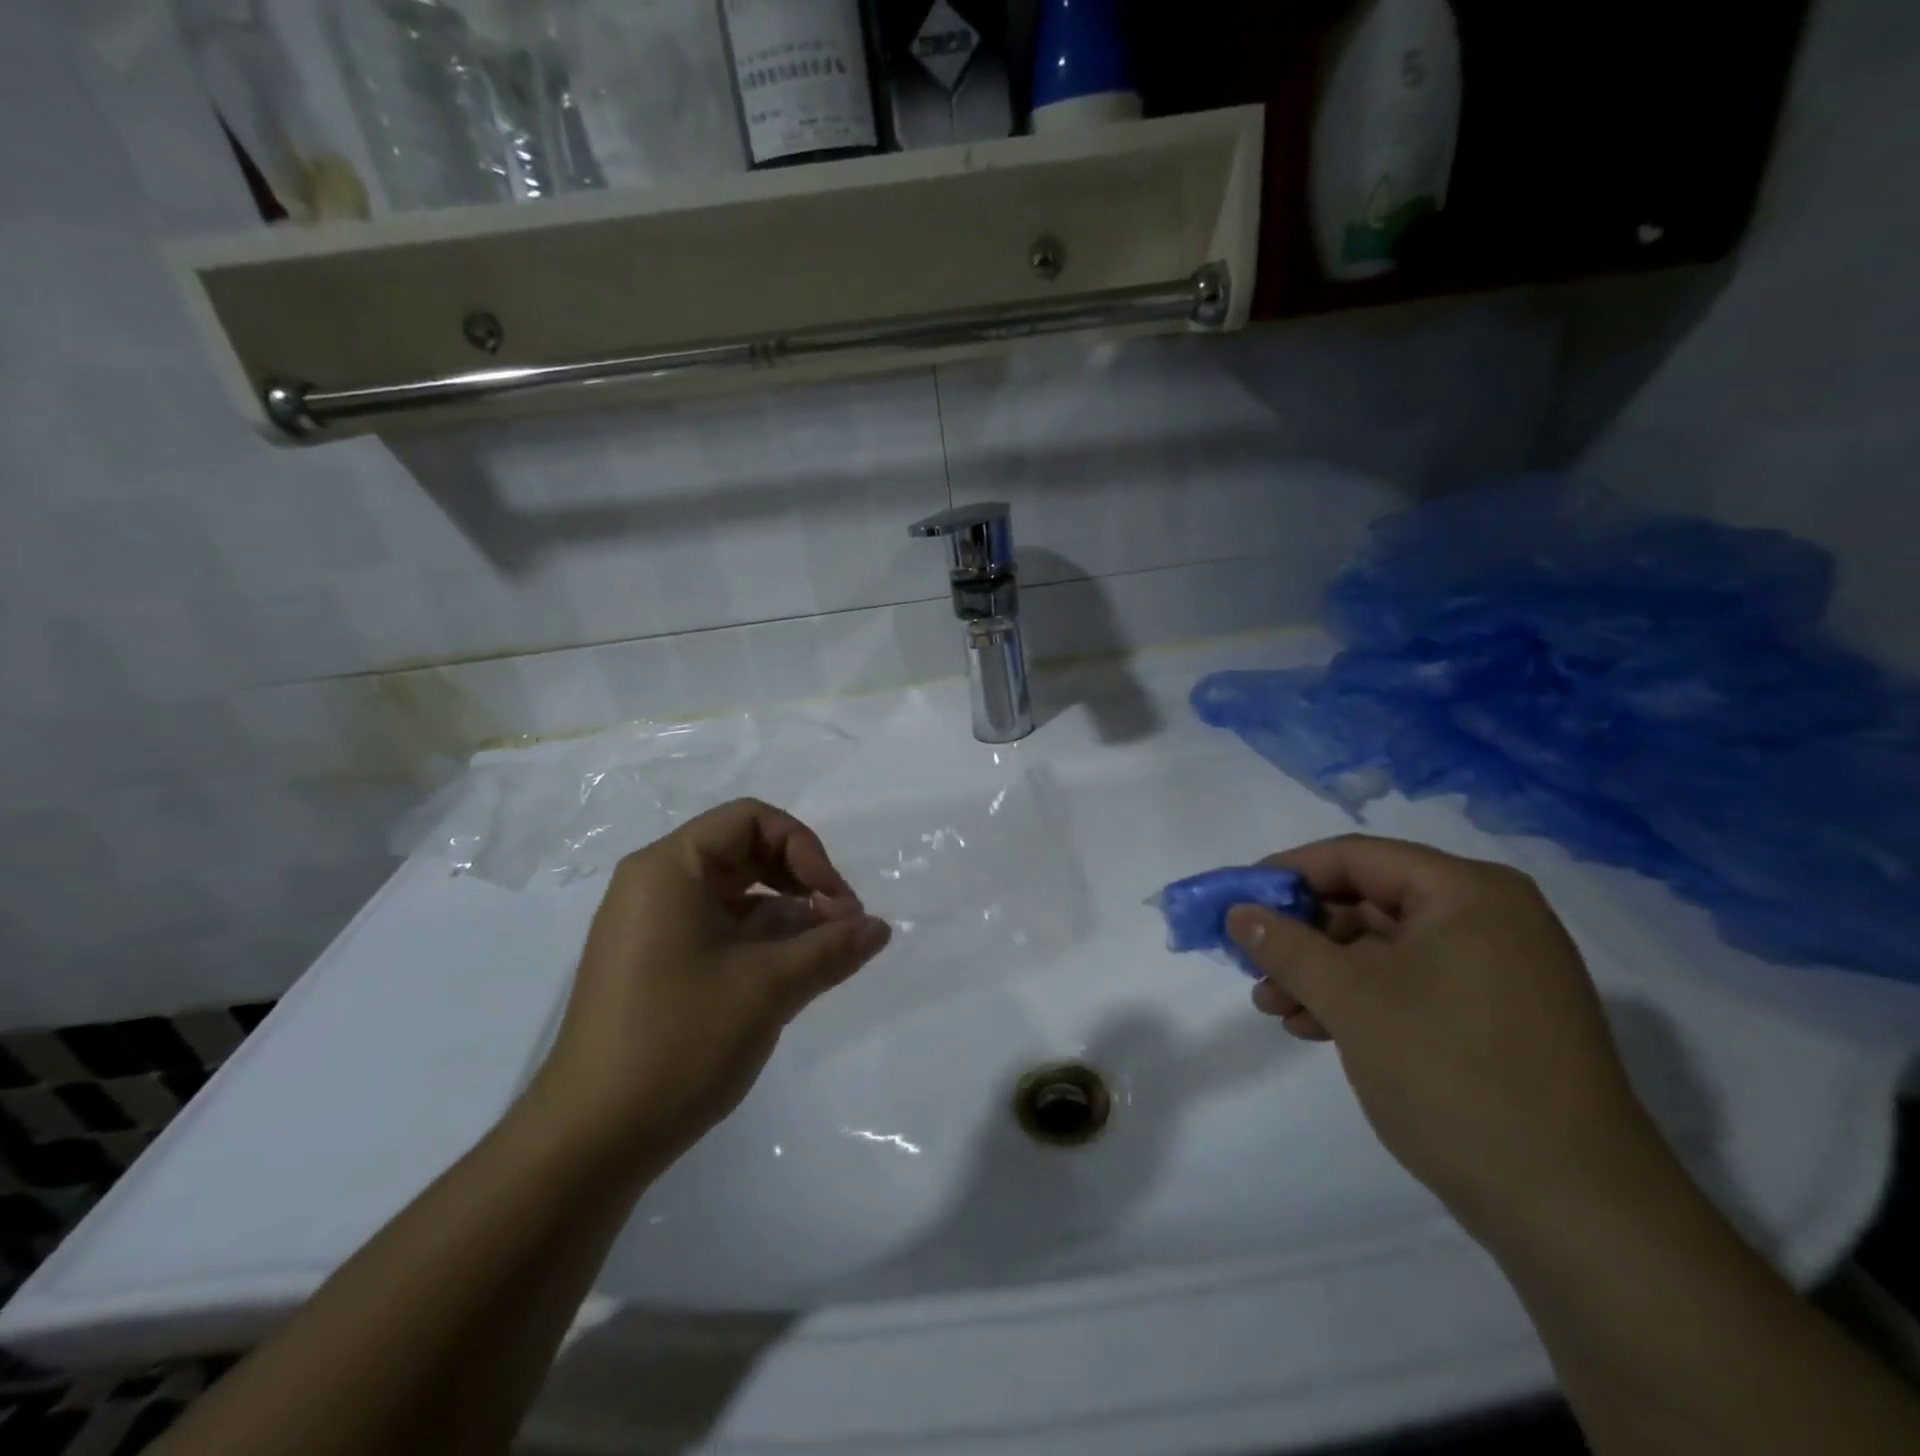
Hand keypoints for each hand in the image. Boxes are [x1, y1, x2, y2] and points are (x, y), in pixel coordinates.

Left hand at [529, 799, 890, 1173]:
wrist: (589, 1142)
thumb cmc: (678, 1042)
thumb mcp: (768, 988)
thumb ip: (831, 949)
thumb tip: (880, 928)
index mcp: (669, 869)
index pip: (750, 820)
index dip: (804, 848)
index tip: (834, 901)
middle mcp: (655, 886)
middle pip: (744, 853)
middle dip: (801, 881)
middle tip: (841, 925)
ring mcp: (651, 928)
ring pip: (735, 896)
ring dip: (787, 916)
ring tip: (827, 955)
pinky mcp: (655, 966)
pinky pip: (718, 931)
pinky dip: (760, 942)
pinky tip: (794, 974)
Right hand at [1228, 836, 1669, 1237]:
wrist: (1576, 1213)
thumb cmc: (1453, 1077)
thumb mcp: (1351, 1001)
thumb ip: (1285, 946)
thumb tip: (1236, 911)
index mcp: (1467, 893)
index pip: (1354, 857)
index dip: (1285, 874)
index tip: (1236, 901)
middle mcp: (1489, 917)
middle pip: (1367, 901)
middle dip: (1301, 934)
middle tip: (1251, 962)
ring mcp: (1498, 969)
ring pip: (1383, 948)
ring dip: (1321, 972)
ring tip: (1274, 1007)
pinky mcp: (1496, 1016)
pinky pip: (1409, 983)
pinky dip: (1358, 998)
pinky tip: (1314, 1028)